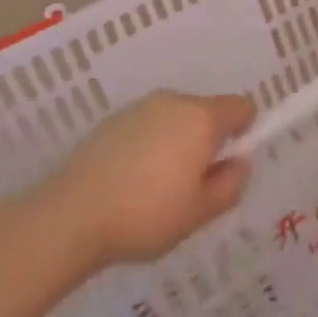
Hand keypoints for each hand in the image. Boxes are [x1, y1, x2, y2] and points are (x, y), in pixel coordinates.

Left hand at [45, 92, 256, 266]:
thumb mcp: (200, 212)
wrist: (73, 214)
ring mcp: (140, 108)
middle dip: (208, 141)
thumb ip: (231, 184)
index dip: (244, 132)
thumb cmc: (147, 214)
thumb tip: (240, 162)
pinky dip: (151, 146)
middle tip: (194, 186)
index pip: (241, 106)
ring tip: (159, 189)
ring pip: (176, 119)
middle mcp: (174, 101)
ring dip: (178, 143)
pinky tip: (132, 182)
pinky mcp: (113, 120)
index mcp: (201, 118)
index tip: (227, 165)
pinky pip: (148, 126)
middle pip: (207, 111)